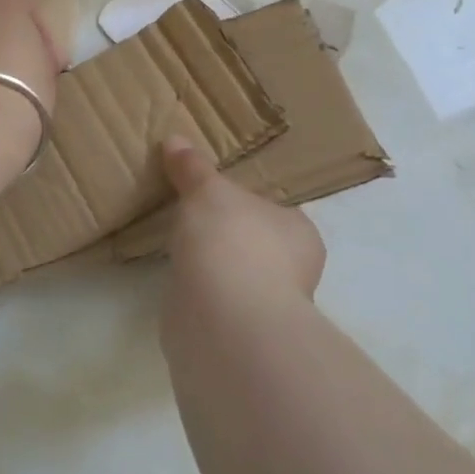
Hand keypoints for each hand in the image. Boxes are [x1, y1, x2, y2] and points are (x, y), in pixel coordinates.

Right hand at [160, 136, 325, 305]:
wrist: (221, 318)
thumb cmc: (232, 240)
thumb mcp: (208, 191)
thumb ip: (193, 168)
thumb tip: (175, 140)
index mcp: (299, 232)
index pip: (277, 210)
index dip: (248, 200)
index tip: (217, 193)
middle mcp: (292, 271)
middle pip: (256, 243)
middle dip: (229, 235)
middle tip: (194, 215)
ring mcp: (265, 306)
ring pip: (236, 275)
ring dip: (213, 266)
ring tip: (180, 245)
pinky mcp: (236, 333)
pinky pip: (215, 301)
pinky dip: (199, 292)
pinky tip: (179, 279)